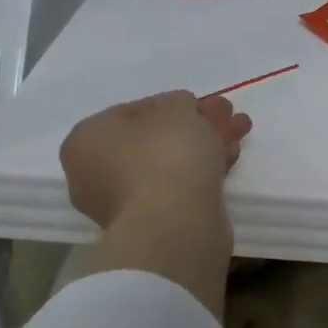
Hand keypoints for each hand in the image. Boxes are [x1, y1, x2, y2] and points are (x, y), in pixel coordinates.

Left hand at [59, 92, 251, 226]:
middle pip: (155, 139)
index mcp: (87, 138)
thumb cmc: (165, 156)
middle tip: (228, 115)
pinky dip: (203, 171)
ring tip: (240, 132)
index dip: (174, 103)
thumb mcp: (178, 109)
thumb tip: (181, 110)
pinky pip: (179, 188)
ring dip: (205, 146)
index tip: (205, 103)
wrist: (175, 225)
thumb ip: (179, 102)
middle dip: (194, 126)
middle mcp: (96, 172)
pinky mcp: (153, 224)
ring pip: (171, 164)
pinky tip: (231, 158)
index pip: (134, 111)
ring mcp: (124, 203)